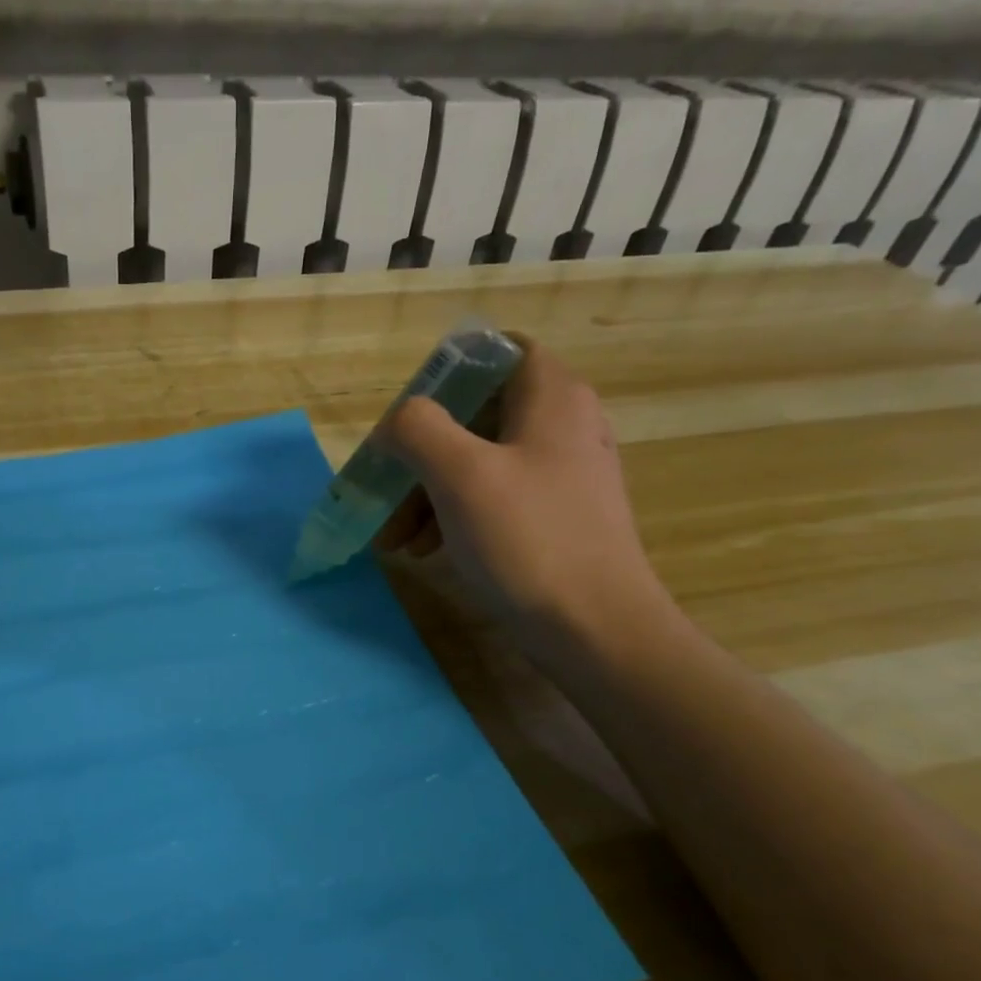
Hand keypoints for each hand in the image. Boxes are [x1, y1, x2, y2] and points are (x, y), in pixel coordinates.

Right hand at [377, 339, 670, 668]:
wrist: (595, 628)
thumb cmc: (529, 539)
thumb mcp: (461, 474)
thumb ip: (418, 429)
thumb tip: (397, 423)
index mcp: (551, 397)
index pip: (496, 352)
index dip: (446, 374)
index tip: (407, 418)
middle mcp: (563, 425)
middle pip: (476, 415)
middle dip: (421, 453)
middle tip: (384, 491)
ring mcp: (561, 474)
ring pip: (479, 462)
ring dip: (428, 492)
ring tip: (394, 538)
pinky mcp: (555, 517)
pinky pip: (493, 499)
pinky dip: (454, 515)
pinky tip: (426, 550)